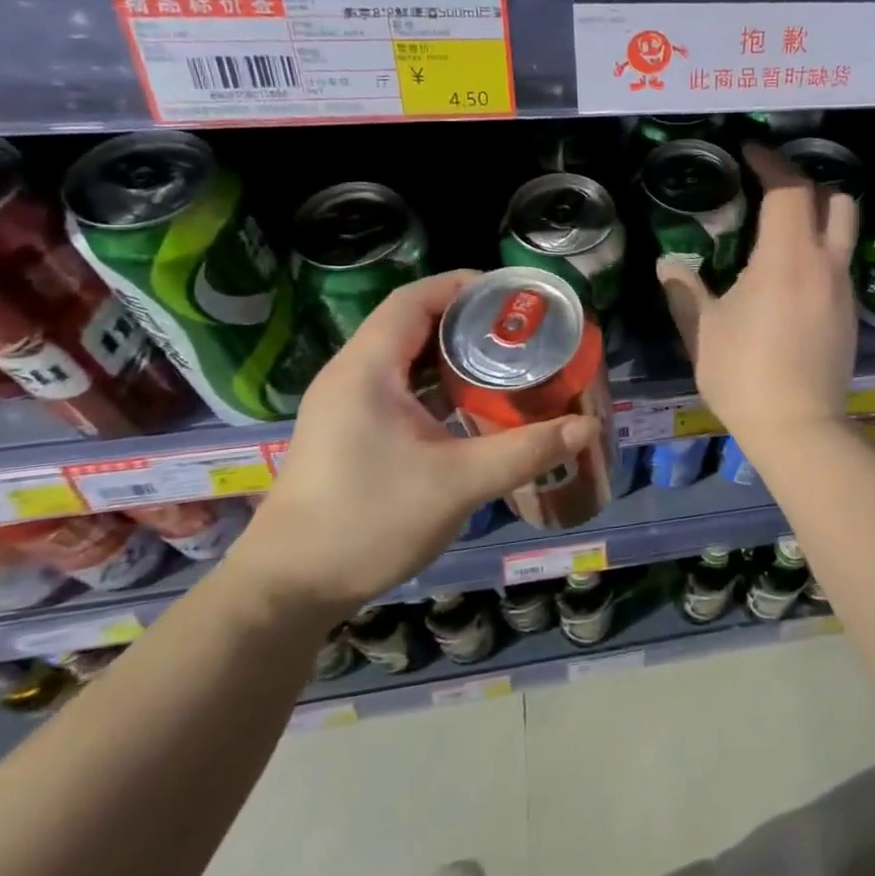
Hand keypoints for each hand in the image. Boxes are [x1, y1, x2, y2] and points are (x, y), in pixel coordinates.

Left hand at [225, 271, 599, 620]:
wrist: (289, 589)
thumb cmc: (369, 522)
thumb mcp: (458, 483)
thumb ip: (525, 451)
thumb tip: (585, 427)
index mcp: (368, 369)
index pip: (415, 299)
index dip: (465, 286)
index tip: (515, 298)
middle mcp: (352, 375)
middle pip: (413, 322)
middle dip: (469, 319)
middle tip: (522, 331)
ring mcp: (347, 405)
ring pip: (407, 356)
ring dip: (454, 353)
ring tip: (507, 361)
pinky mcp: (351, 431)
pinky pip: (400, 387)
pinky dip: (438, 383)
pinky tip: (472, 404)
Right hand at [658, 145, 858, 446]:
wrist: (800, 429)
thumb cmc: (745, 374)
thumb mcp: (704, 331)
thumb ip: (685, 290)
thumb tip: (668, 265)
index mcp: (788, 257)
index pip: (790, 189)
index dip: (772, 163)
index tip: (751, 152)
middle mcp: (825, 264)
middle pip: (836, 200)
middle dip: (808, 183)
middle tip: (773, 189)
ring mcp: (844, 290)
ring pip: (844, 233)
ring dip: (818, 219)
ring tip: (781, 232)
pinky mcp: (851, 316)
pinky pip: (839, 266)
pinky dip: (819, 254)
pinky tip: (791, 279)